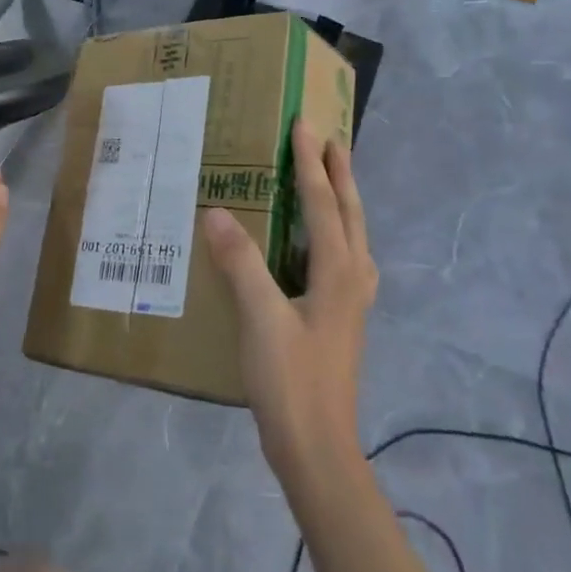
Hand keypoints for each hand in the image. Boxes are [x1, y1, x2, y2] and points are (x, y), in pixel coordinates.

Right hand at [200, 120, 375, 488]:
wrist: (317, 447)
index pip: (324, 202)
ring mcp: (352, 300)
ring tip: (328, 176)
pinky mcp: (342, 318)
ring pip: (351, 234)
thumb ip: (240, 262)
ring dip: (340, 200)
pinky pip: (342, 256)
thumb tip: (216, 212)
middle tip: (329, 139)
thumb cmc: (290, 380)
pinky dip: (332, 230)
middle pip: (350, 213)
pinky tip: (315, 242)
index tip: (304, 124)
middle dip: (339, 173)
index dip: (312, 162)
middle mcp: (354, 278)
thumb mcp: (260, 318)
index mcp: (339, 271)